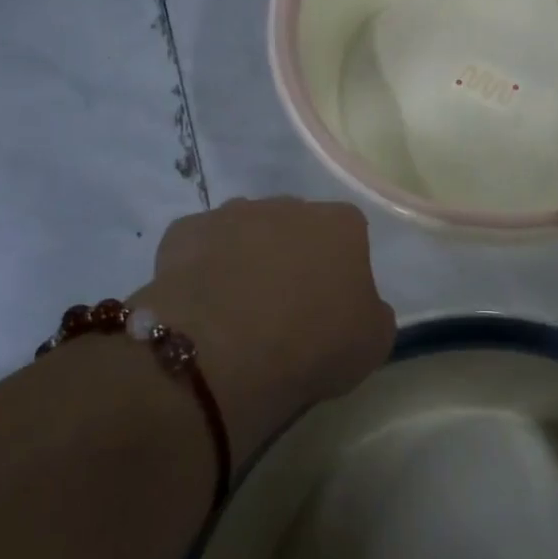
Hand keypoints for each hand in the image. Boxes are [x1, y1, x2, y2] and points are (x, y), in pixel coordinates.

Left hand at [133, 198, 395, 458]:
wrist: (222, 353)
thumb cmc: (311, 345)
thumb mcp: (372, 342)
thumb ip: (372, 311)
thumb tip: (358, 305)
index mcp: (341, 225)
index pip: (349, 236)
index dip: (340, 270)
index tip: (330, 307)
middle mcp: (289, 205)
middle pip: (296, 227)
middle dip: (292, 256)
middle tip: (284, 308)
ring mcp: (232, 213)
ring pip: (246, 231)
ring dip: (246, 258)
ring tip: (237, 309)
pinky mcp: (185, 231)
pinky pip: (200, 246)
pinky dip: (201, 268)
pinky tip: (199, 304)